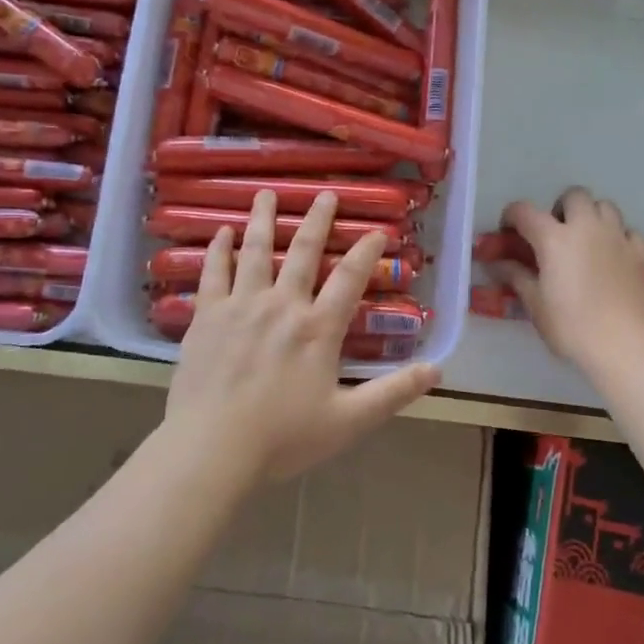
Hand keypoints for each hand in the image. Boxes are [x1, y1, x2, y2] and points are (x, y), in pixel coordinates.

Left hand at [163, 189, 440, 482]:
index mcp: (318, 329)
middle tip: (325, 194)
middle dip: (318, 220)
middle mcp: (282, 305)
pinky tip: (222, 233)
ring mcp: (240, 306)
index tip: (377, 231)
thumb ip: (394, 393)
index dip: (367, 251)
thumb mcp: (349, 421)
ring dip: (264, 220)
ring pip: (256, 251)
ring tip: (266, 193)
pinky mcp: (205, 317)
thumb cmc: (283, 438)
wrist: (212, 449)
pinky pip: (213, 273)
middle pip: (303, 252)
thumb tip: (437, 370)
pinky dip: (219, 250)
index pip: (350, 278)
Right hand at [497, 189, 643, 373]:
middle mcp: (587, 228)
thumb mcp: (536, 305)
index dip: (512, 216)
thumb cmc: (573, 327)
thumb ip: (517, 277)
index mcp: (554, 238)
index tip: (509, 230)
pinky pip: (629, 232)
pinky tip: (616, 258)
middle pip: (574, 195)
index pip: (524, 211)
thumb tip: (498, 264)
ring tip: (588, 242)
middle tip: (557, 234)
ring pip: (605, 206)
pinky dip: (619, 238)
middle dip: (561, 208)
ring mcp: (619, 238)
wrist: (627, 346)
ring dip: (592, 217)